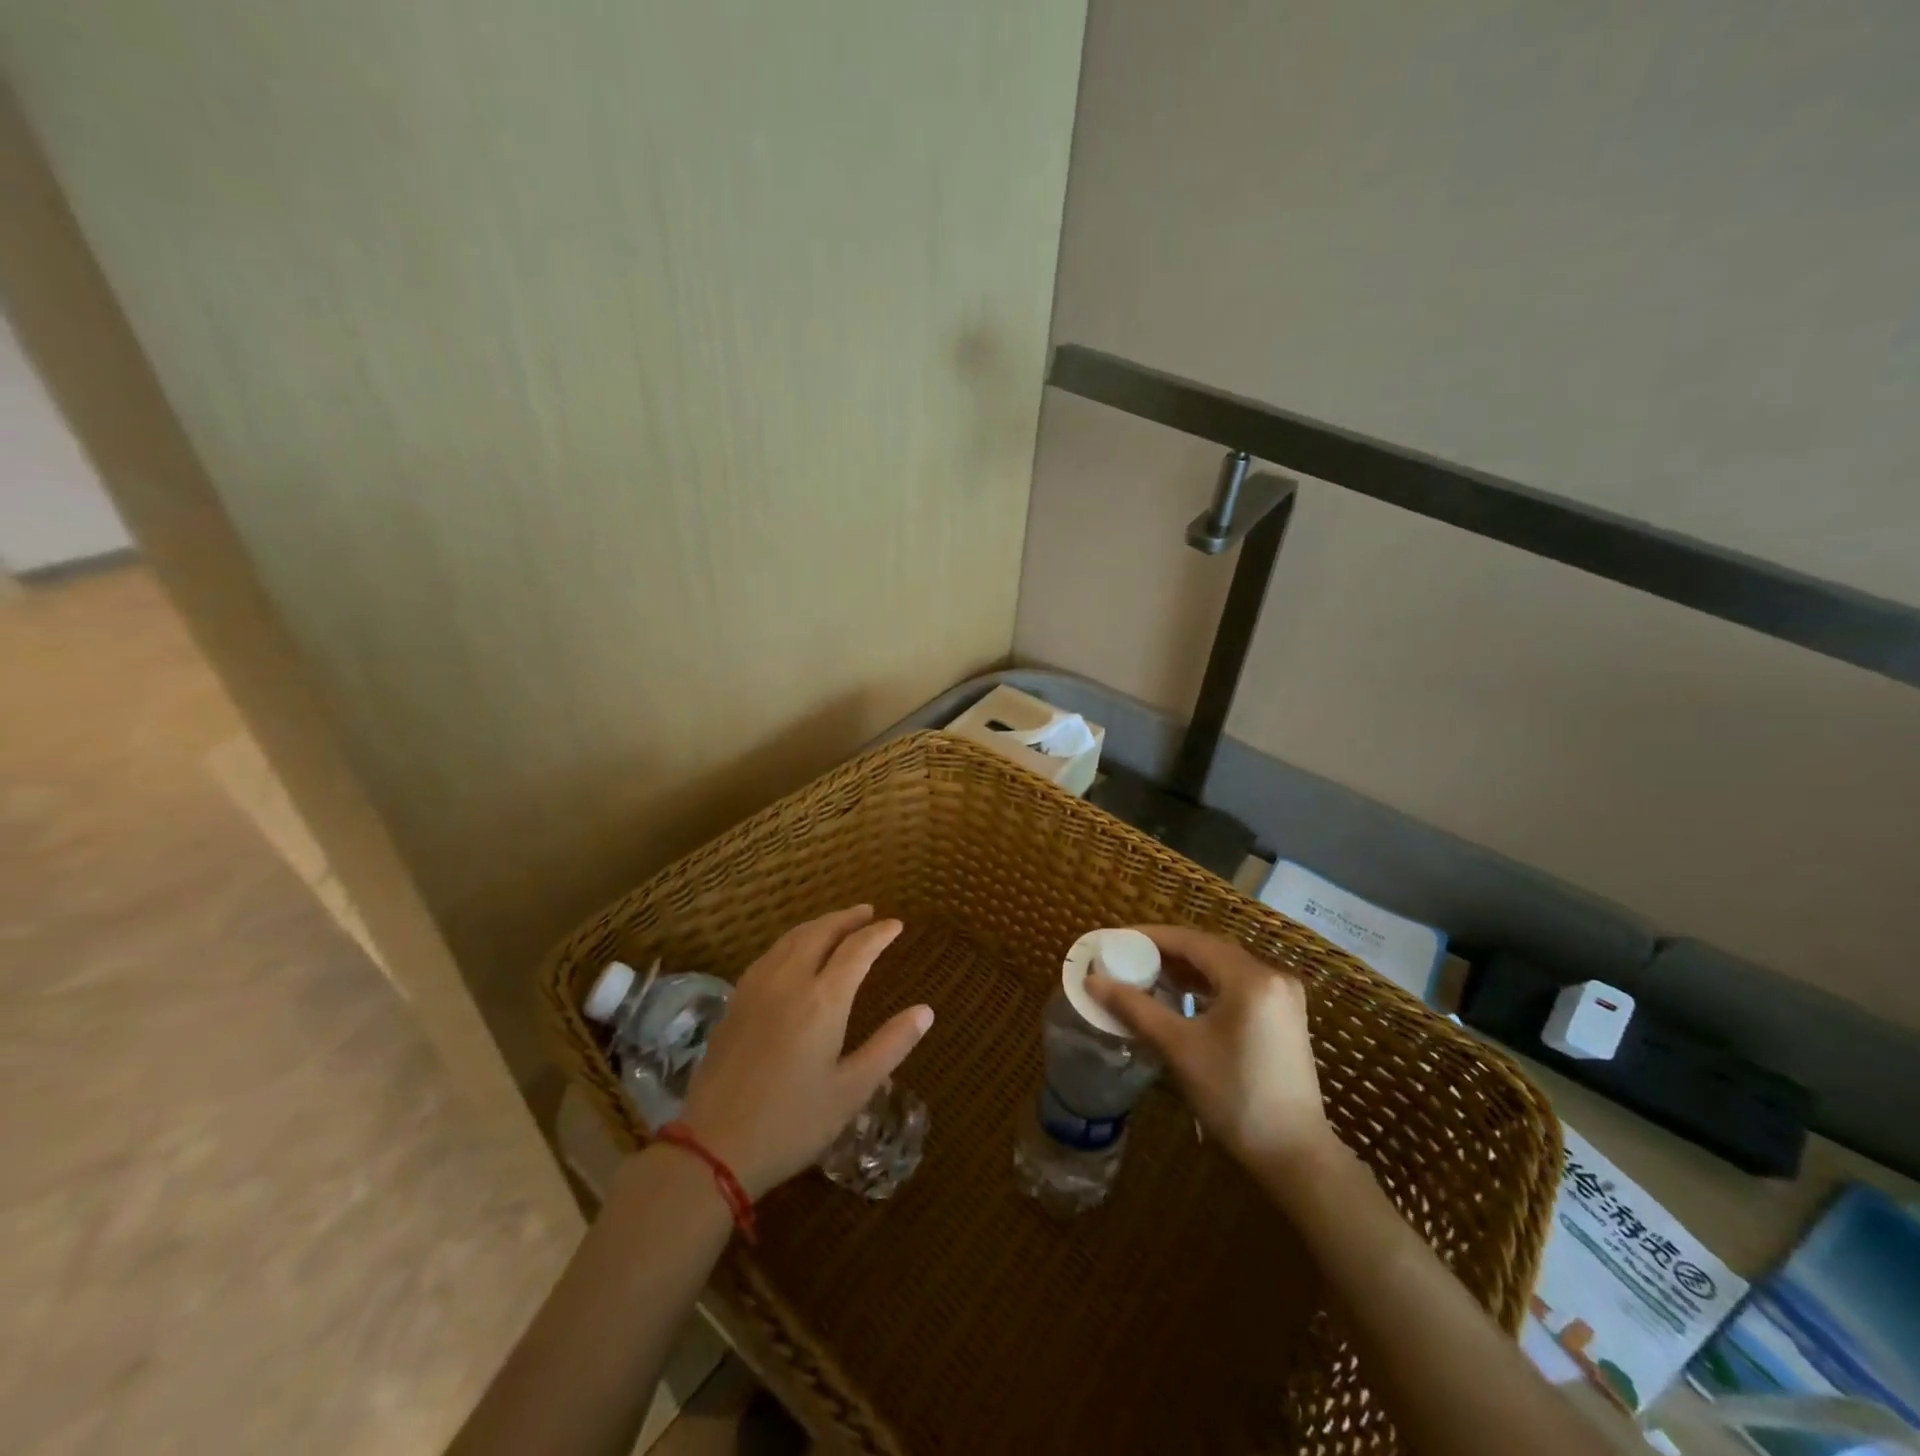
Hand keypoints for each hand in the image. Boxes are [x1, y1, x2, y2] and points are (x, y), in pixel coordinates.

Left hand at [675, 906, 933, 1198]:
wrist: (712, 1148)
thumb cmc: (792, 1123)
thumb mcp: (852, 1090)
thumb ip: (891, 1045)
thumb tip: (925, 1011)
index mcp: (823, 1000)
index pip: (857, 949)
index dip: (879, 934)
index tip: (896, 925)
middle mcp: (788, 981)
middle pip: (821, 932)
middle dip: (847, 918)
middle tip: (868, 913)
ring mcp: (756, 988)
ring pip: (791, 938)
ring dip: (819, 925)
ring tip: (837, 924)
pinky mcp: (735, 1002)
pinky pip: (769, 954)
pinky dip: (792, 941)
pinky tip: (794, 952)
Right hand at [1085, 925, 1334, 1175]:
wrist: (1294, 1155)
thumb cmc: (1234, 1096)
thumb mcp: (1179, 1047)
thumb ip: (1135, 1008)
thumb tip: (1093, 980)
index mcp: (1250, 978)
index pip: (1192, 940)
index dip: (1151, 937)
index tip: (1117, 939)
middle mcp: (1272, 976)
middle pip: (1209, 951)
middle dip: (1167, 953)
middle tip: (1128, 957)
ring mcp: (1283, 997)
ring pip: (1224, 969)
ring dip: (1187, 970)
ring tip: (1148, 976)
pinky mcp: (1285, 1017)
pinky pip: (1238, 987)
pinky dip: (1208, 987)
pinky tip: (1182, 998)